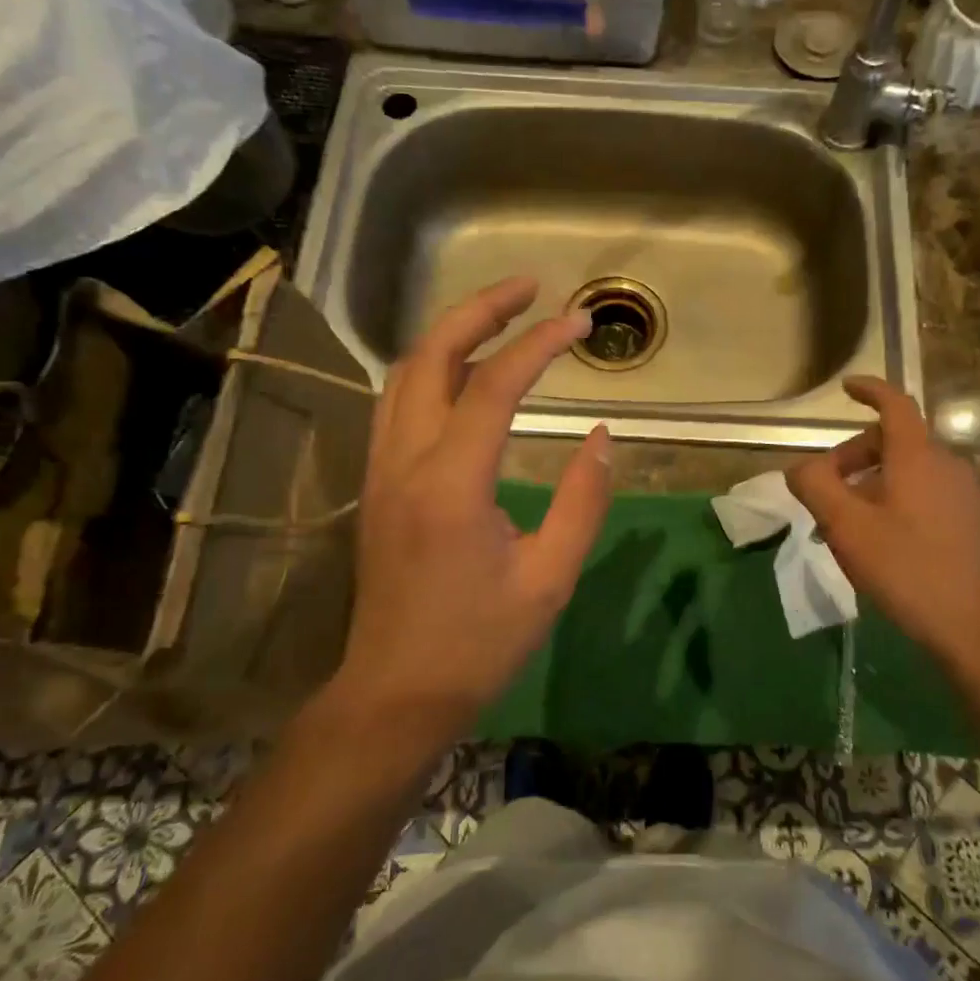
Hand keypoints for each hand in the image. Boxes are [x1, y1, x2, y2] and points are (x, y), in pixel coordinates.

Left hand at [330, 277, 611, 751]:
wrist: (396, 692)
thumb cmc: (479, 642)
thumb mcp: (551, 577)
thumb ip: (582, 500)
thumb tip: (601, 437)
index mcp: (451, 484)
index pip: (493, 386)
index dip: (538, 344)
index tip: (580, 322)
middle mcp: (405, 462)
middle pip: (430, 356)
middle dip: (480, 309)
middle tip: (529, 288)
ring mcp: (382, 471)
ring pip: (404, 374)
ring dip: (451, 334)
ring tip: (501, 316)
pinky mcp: (378, 485)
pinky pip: (398, 404)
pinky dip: (432, 369)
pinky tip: (464, 373)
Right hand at [788, 377, 979, 674]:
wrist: (972, 624)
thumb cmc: (904, 566)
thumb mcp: (845, 526)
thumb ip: (815, 486)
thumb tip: (800, 468)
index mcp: (918, 456)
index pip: (895, 405)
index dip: (870, 391)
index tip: (845, 388)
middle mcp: (946, 464)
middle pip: (894, 441)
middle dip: (854, 456)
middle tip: (826, 493)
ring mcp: (963, 493)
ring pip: (908, 470)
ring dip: (871, 483)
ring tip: (846, 524)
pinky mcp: (970, 520)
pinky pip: (924, 493)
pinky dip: (894, 500)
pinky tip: (879, 540)